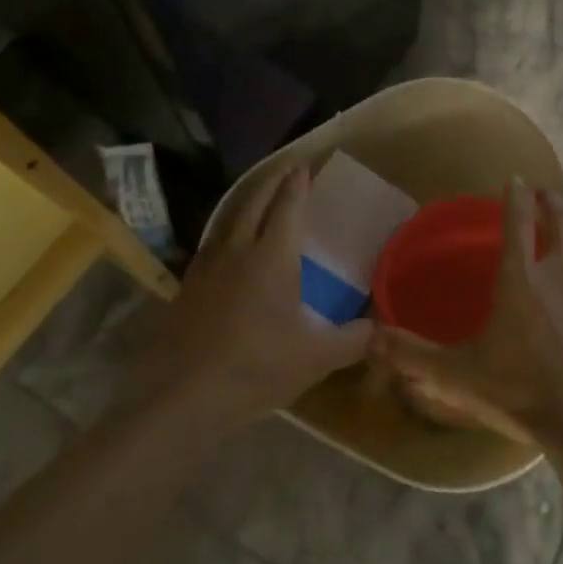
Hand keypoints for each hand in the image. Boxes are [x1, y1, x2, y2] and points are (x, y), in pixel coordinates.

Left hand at [137, 164, 371, 435]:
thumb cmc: (255, 368)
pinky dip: (227, 230)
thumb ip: (352, 340)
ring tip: (258, 198)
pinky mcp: (187, 286)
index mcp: (271, 256)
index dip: (297, 184)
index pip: (286, 206)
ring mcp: (207, 266)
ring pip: (229, 219)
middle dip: (272, 182)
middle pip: (254, 202)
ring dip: (246, 202)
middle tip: (286, 169)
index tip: (304, 166)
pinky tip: (228, 247)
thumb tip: (380, 328)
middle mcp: (238, 250)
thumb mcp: (314, 359)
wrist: (182, 397)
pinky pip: (212, 243)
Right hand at [372, 179, 562, 446]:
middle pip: (561, 224)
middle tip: (546, 193)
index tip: (515, 178)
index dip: (515, 197)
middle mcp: (558, 275)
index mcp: (519, 280)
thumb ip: (412, 353)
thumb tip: (370, 337)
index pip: (516, 224)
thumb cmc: (517, 391)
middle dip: (553, 203)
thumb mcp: (455, 374)